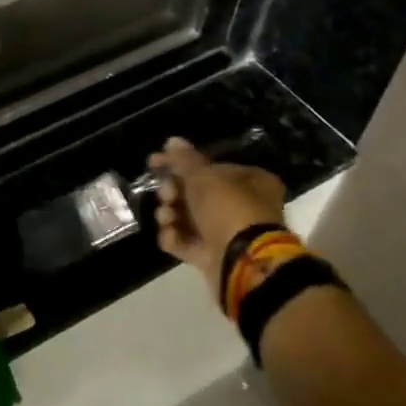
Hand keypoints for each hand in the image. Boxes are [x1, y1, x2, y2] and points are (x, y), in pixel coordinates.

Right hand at [150, 136, 286, 305]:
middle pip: (197, 193)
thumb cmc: (228, 208)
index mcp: (250, 182)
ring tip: (167, 217)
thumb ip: (184, 159)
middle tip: (166, 194)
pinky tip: (170, 235)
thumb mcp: (203, 176)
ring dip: (171, 214)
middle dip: (173, 192)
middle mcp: (242, 207)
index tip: (155, 163)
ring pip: (188, 218)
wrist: (243, 264)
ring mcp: (228, 234)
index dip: (181, 163)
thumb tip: (172, 141)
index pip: (210, 166)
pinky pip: (187, 243)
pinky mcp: (214, 257)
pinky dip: (175, 238)